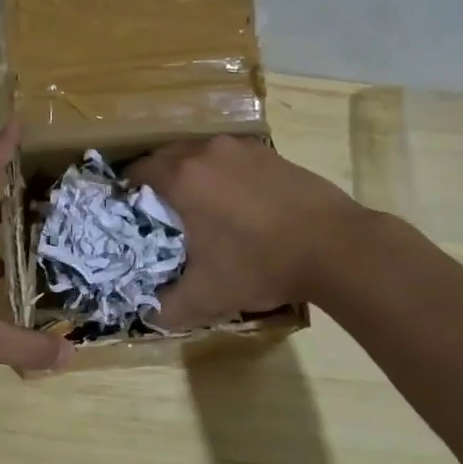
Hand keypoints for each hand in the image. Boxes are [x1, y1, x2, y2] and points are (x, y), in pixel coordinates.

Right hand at [126, 134, 367, 329]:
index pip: (136, 171)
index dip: (126, 193)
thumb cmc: (261, 265)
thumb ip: (166, 308)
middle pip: (164, 157)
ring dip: (189, 175)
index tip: (130, 216)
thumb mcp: (206, 297)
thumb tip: (147, 315)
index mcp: (182, 178)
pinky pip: (229, 158)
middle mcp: (206, 151)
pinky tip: (235, 203)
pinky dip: (220, 173)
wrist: (336, 247)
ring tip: (197, 208)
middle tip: (159, 216)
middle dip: (156, 182)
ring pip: (198, 154)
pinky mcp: (269, 153)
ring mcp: (241, 148)